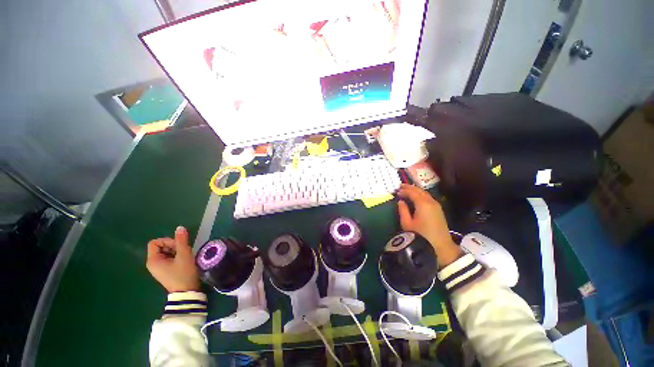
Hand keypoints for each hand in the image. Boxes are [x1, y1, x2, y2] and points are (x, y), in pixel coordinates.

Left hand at [147, 226, 200, 292]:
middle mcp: (152, 263)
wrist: (186, 292)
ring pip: (165, 252)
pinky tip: (183, 262)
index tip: (179, 247)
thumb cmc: (183, 273)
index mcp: (153, 260)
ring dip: (176, 251)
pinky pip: (168, 258)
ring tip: (185, 257)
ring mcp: (158, 268)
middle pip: (161, 246)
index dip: (168, 241)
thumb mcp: (184, 255)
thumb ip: (181, 240)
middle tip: (183, 252)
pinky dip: (176, 257)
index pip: (155, 242)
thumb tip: (180, 227)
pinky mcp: (164, 271)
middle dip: (173, 246)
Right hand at [397, 184, 462, 266]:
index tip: (396, 191)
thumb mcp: (407, 223)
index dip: (404, 190)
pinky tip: (417, 197)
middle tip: (401, 186)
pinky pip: (428, 197)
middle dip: (410, 187)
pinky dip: (421, 195)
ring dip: (416, 191)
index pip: (412, 192)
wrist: (440, 246)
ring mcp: (436, 205)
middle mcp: (431, 201)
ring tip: (407, 190)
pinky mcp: (438, 210)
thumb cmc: (421, 235)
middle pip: (419, 191)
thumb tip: (400, 201)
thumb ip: (403, 210)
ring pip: (425, 193)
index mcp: (422, 204)